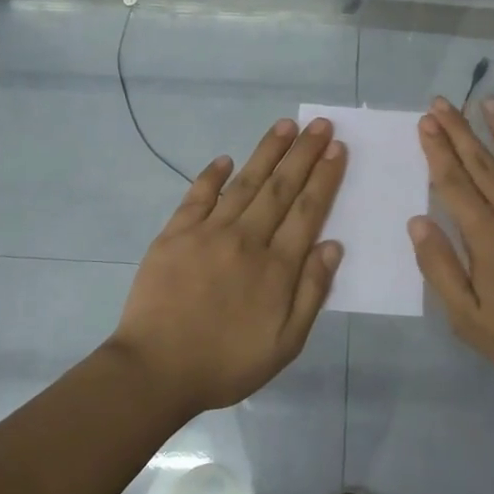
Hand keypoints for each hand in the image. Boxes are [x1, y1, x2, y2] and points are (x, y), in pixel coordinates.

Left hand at [108, 117, 345, 417]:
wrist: (157, 369)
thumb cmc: (227, 363)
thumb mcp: (285, 343)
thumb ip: (311, 292)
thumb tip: (332, 245)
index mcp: (276, 267)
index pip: (307, 211)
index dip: (324, 177)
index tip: (336, 149)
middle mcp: (246, 239)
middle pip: (280, 188)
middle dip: (303, 153)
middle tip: (319, 124)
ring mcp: (207, 232)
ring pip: (244, 183)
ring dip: (267, 152)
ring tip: (285, 126)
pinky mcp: (174, 234)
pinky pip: (197, 196)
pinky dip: (212, 175)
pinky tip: (225, 159)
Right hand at [409, 96, 493, 402]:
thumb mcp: (468, 318)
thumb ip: (440, 267)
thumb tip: (417, 221)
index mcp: (487, 236)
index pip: (454, 184)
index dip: (437, 151)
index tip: (425, 122)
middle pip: (484, 165)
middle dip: (460, 131)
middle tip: (443, 102)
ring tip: (489, 101)